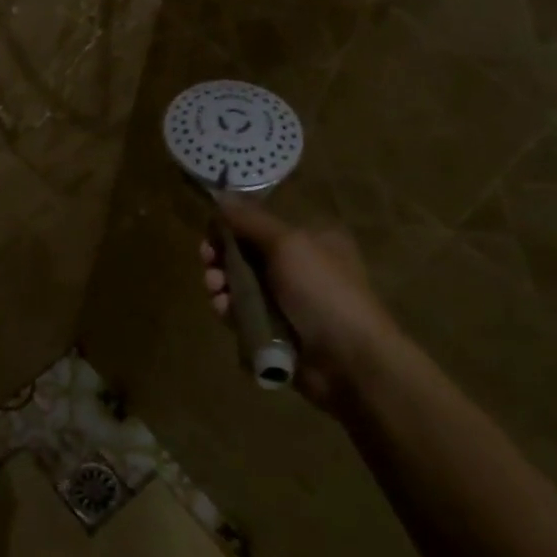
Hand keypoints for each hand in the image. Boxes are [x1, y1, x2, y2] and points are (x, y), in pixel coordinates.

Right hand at [199, 199, 397, 398]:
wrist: (348, 359)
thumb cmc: (321, 291)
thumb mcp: (287, 244)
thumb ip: (250, 221)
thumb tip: (221, 197)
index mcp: (311, 240)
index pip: (262, 226)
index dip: (232, 229)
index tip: (210, 236)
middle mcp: (300, 268)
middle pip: (247, 255)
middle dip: (222, 259)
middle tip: (208, 264)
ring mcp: (288, 302)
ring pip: (241, 286)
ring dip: (222, 285)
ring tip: (216, 291)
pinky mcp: (276, 330)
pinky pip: (244, 314)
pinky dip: (230, 310)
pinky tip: (223, 310)